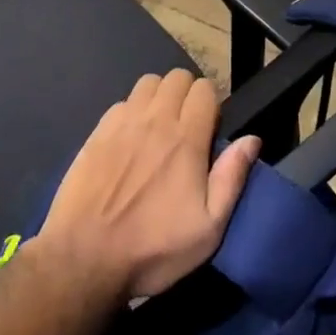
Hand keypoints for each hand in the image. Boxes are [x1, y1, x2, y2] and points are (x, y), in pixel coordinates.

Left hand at [34, 69, 261, 302]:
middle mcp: (154, 119)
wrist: (83, 257)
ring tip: (159, 128)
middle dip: (188, 94)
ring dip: (159, 97)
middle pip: (177, 77)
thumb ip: (232, 178)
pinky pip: (122, 102)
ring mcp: (122, 122)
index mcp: (185, 138)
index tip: (210, 130)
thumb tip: (252, 139)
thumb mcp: (208, 229)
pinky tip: (130, 140)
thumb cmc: (153, 248)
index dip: (212, 103)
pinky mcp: (97, 131)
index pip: (204, 89)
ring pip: (148, 83)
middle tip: (187, 127)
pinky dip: (132, 112)